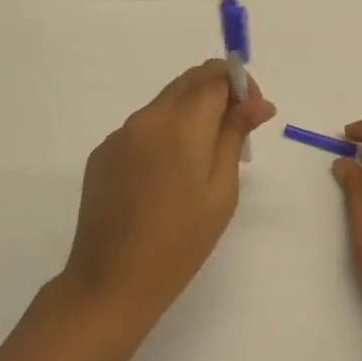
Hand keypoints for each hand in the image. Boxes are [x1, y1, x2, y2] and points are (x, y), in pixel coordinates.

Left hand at [61, 59, 275, 331]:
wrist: (111, 283)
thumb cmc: (180, 242)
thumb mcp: (221, 191)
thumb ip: (235, 136)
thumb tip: (258, 103)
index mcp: (181, 125)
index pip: (214, 77)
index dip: (240, 86)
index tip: (252, 114)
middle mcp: (147, 119)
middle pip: (188, 82)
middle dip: (218, 92)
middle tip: (236, 128)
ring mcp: (119, 135)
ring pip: (165, 104)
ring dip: (191, 113)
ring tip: (202, 160)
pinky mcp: (102, 153)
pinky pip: (142, 129)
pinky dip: (164, 135)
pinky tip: (167, 177)